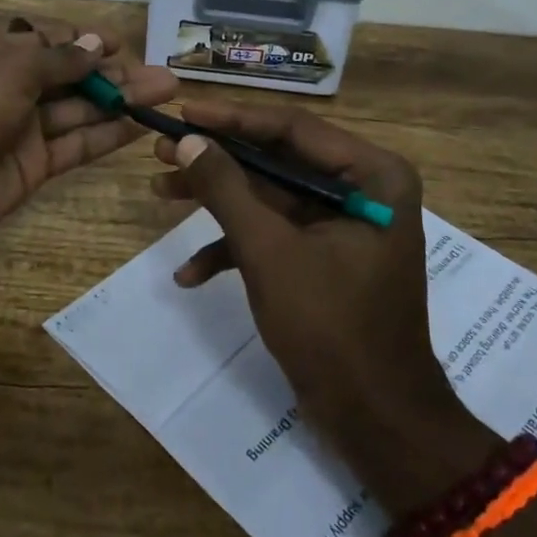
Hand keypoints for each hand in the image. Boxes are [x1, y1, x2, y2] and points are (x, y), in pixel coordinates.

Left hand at [0, 16, 177, 262]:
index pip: (48, 41)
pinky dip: (106, 135)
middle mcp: (12, 88)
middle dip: (114, 74)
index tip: (121, 45)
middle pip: (71, 76)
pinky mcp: (35, 165)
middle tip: (162, 75)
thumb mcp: (8, 71)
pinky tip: (140, 125)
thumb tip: (94, 46)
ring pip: (80, 110)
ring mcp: (24, 129)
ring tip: (165, 94)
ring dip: (121, 102)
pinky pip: (76, 145)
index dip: (85, 41)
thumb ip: (57, 61)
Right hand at [150, 99, 493, 510]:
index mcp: (371, 176)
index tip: (182, 113)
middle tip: (161, 152)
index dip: (231, 120)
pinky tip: (190, 273)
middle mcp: (363, 190)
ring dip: (217, 202)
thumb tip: (186, 140)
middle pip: (276, 160)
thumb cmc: (331, 328)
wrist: (377, 423)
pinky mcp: (326, 258)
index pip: (291, 128)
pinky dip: (235, 248)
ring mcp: (343, 226)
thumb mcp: (269, 252)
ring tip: (159, 192)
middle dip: (217, 162)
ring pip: (269, 197)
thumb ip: (226, 190)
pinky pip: (277, 236)